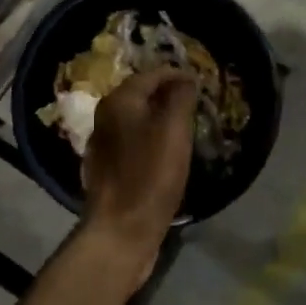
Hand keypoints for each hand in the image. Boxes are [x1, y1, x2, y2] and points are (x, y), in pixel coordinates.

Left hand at [81, 65, 196, 290]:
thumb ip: (180, 98)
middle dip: (168, 95)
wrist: (122, 229)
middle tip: (196, 103)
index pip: (151, 75)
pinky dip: (152, 139)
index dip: (178, 75)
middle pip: (141, 96)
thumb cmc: (151, 175)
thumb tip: (186, 78)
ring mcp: (104, 145)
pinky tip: (167, 153)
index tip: (201, 83)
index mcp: (119, 102)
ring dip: (160, 118)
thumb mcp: (174, 131)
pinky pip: (134, 142)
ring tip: (186, 126)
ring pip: (137, 120)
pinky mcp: (108, 170)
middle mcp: (105, 118)